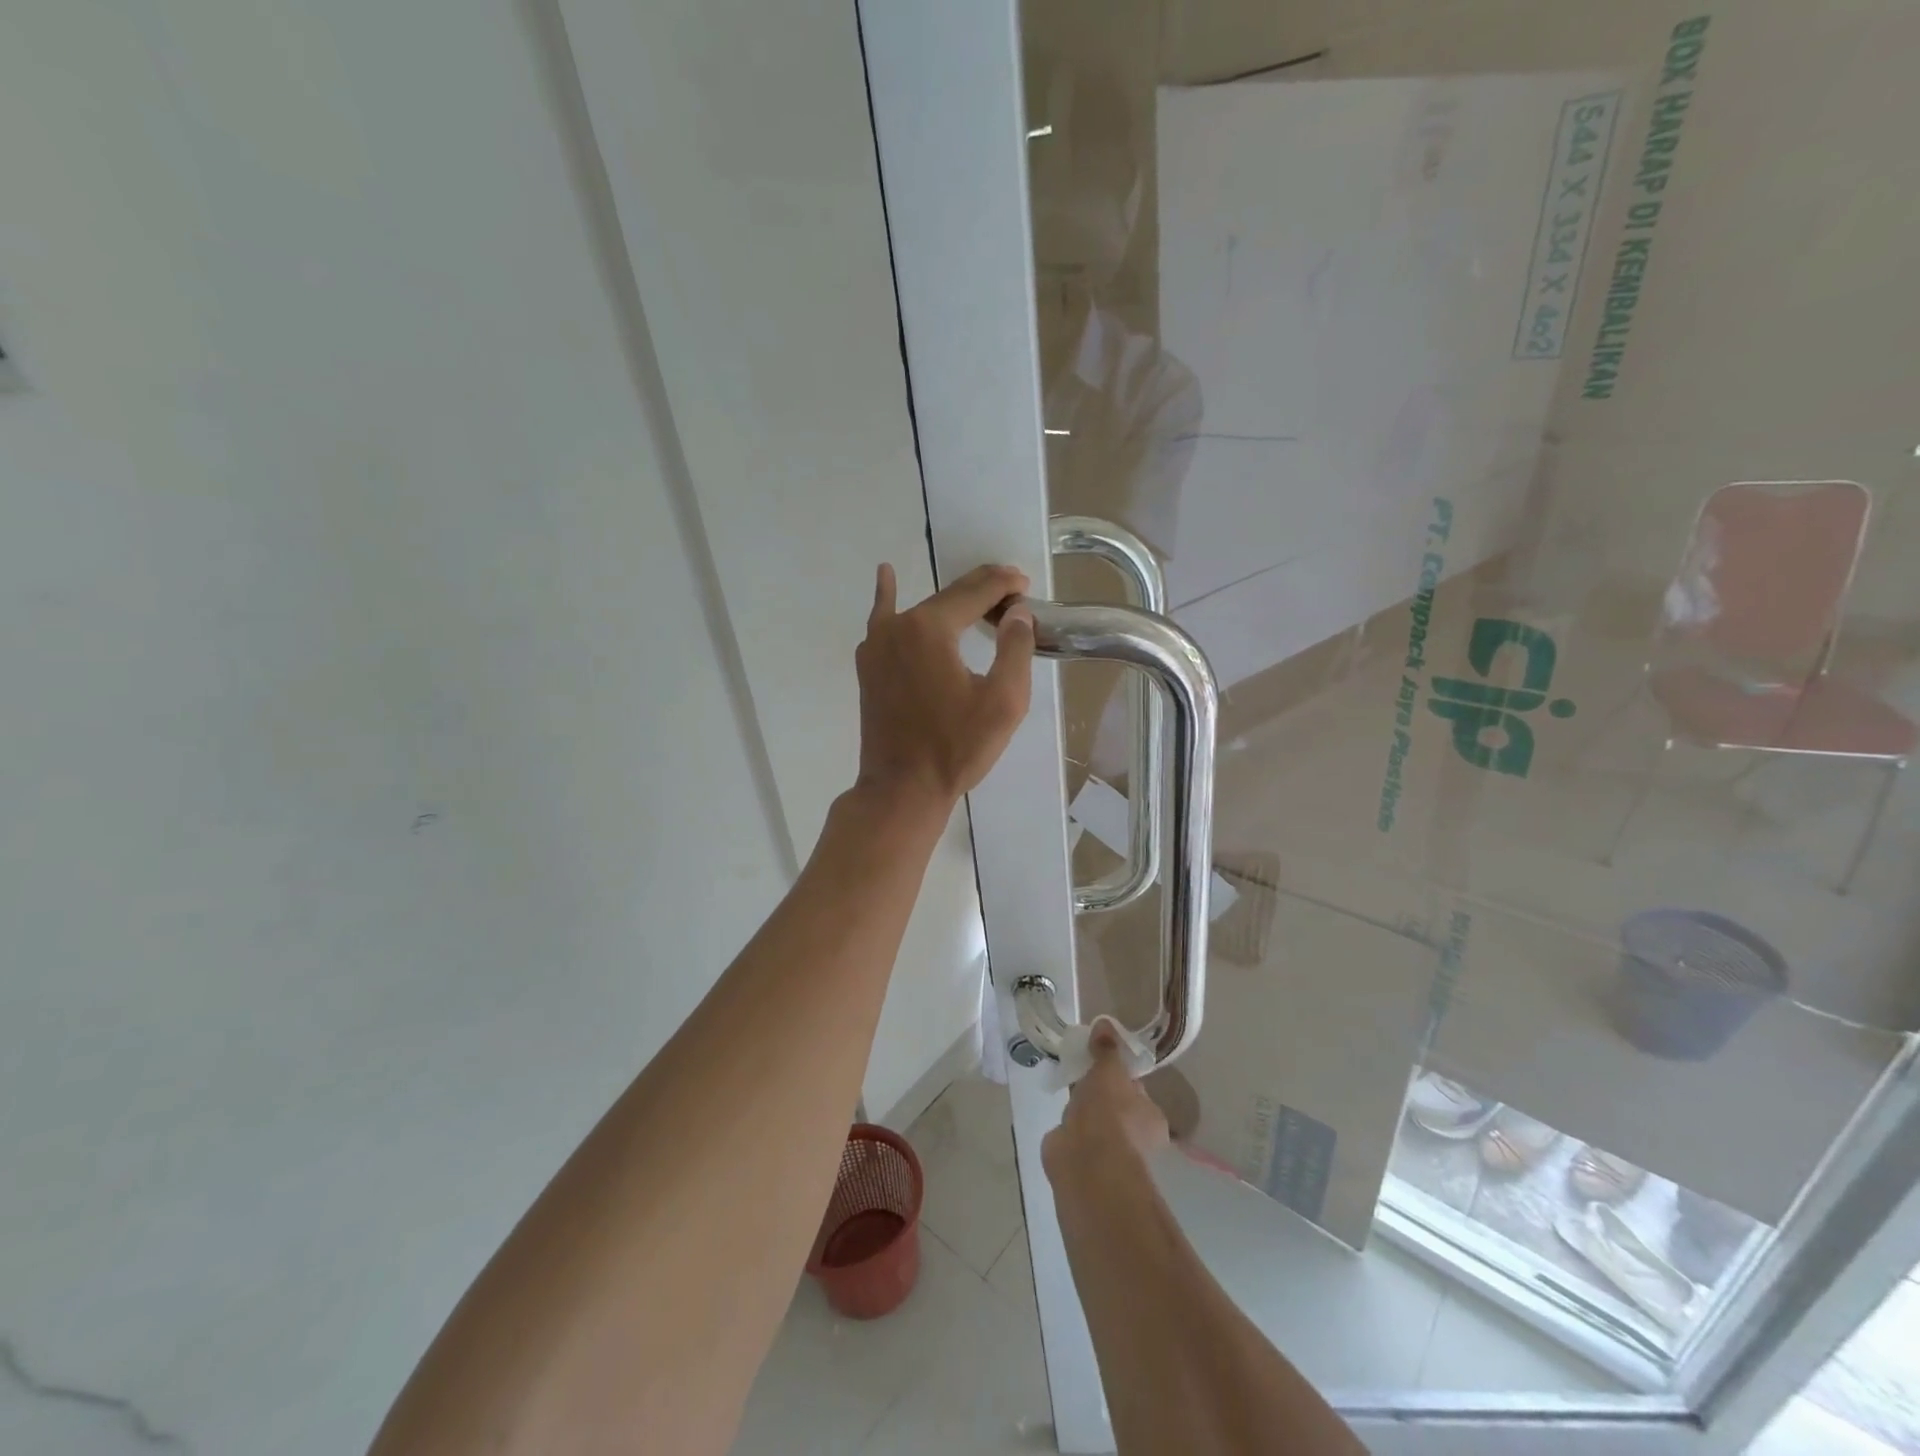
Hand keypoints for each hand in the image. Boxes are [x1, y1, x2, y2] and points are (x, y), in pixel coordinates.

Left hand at [855, 562, 1034, 812]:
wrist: (902, 789)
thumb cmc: (956, 748)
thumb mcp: (1003, 701)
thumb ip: (1015, 648)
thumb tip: (1017, 612)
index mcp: (930, 628)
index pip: (975, 592)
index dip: (1004, 585)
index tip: (1026, 586)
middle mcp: (898, 625)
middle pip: (948, 596)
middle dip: (982, 591)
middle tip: (1012, 593)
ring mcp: (877, 644)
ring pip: (921, 609)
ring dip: (952, 601)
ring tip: (979, 597)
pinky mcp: (869, 665)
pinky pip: (884, 621)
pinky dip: (888, 597)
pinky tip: (886, 576)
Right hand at [1042, 1023, 1169, 1181]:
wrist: (1086, 1164)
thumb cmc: (1109, 1114)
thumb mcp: (1110, 1071)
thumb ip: (1107, 1049)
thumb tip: (1105, 1023)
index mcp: (1151, 1118)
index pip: (1135, 1089)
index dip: (1118, 1072)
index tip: (1099, 1057)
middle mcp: (1134, 1138)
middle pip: (1114, 1105)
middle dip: (1097, 1091)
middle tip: (1079, 1068)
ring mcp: (1107, 1153)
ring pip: (1094, 1122)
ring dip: (1081, 1109)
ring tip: (1066, 1086)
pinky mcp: (1082, 1162)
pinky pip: (1075, 1136)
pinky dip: (1067, 1128)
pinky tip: (1058, 1114)